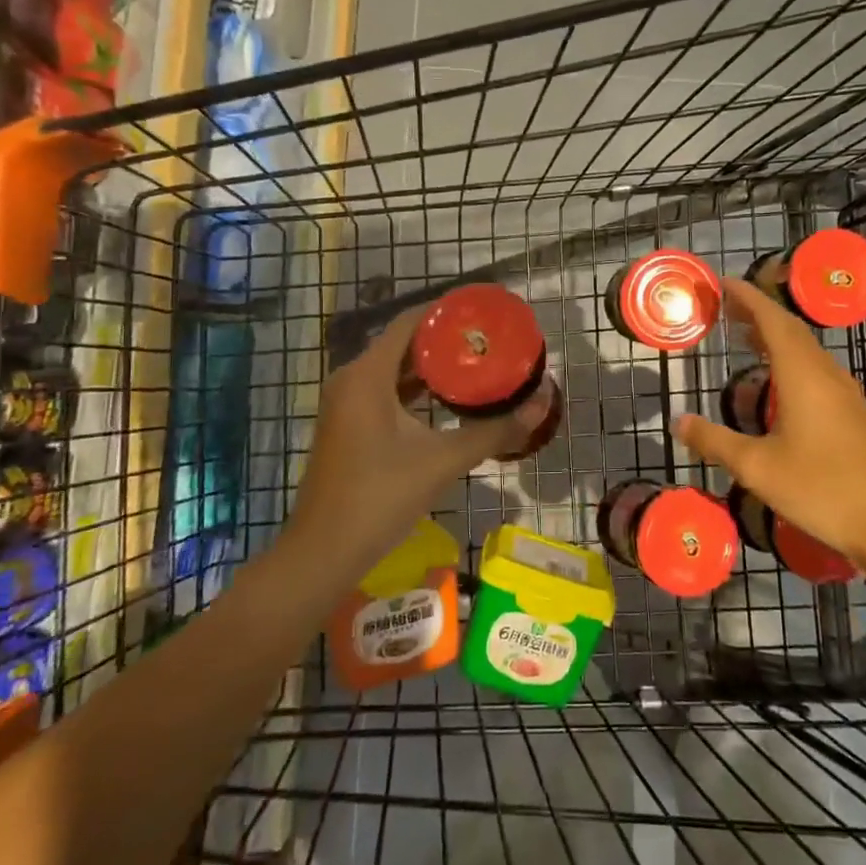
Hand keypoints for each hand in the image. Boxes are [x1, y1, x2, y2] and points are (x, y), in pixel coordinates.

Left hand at [292, 305, 548, 566]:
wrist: (324, 552)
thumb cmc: (381, 498)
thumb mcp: (444, 461)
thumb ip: (495, 430)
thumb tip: (541, 403)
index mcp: (367, 375)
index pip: (411, 322)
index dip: (448, 312)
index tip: (485, 311)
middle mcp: (351, 379)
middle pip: (404, 343)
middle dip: (446, 340)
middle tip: (490, 340)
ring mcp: (346, 403)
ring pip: (394, 369)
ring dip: (432, 366)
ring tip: (477, 362)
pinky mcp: (348, 424)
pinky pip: (386, 391)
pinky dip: (416, 389)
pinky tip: (449, 398)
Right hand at [672, 277, 865, 567]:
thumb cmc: (823, 488)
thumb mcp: (758, 468)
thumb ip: (715, 441)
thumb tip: (678, 421)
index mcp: (801, 375)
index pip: (772, 320)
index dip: (747, 298)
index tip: (722, 283)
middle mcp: (825, 374)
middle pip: (790, 330)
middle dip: (758, 313)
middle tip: (725, 308)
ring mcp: (845, 394)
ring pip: (807, 351)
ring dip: (775, 337)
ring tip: (745, 338)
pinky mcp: (855, 414)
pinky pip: (817, 371)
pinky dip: (791, 361)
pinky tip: (780, 384)